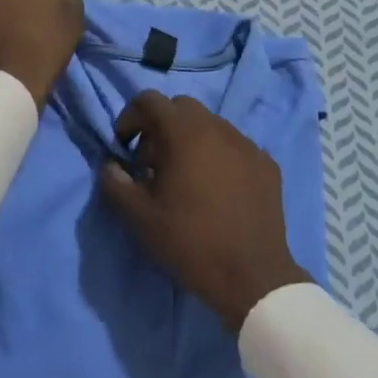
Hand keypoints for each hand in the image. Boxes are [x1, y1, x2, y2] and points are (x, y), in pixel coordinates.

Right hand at [99, 91, 311, 330]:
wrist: (252, 277)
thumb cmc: (190, 242)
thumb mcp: (139, 217)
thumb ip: (116, 183)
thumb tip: (111, 165)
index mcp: (184, 132)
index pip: (149, 100)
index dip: (130, 117)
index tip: (123, 146)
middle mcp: (218, 127)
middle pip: (181, 108)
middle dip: (160, 127)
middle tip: (151, 164)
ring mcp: (247, 144)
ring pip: (210, 125)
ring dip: (190, 140)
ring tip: (184, 178)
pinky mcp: (267, 164)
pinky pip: (234, 146)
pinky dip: (218, 156)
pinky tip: (216, 189)